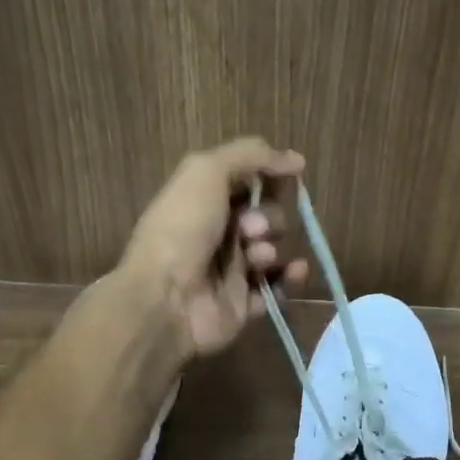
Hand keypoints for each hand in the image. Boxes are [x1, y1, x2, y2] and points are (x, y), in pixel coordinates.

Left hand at [120, 137, 309, 357]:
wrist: (164, 298)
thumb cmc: (182, 228)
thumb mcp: (207, 171)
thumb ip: (251, 155)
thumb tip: (295, 160)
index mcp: (202, 201)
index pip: (246, 182)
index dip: (268, 177)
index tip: (291, 174)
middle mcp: (215, 234)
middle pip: (264, 216)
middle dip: (268, 217)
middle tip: (250, 228)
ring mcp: (230, 271)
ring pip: (272, 250)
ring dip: (272, 247)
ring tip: (257, 257)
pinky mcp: (243, 304)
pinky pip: (278, 287)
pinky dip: (290, 278)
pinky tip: (295, 270)